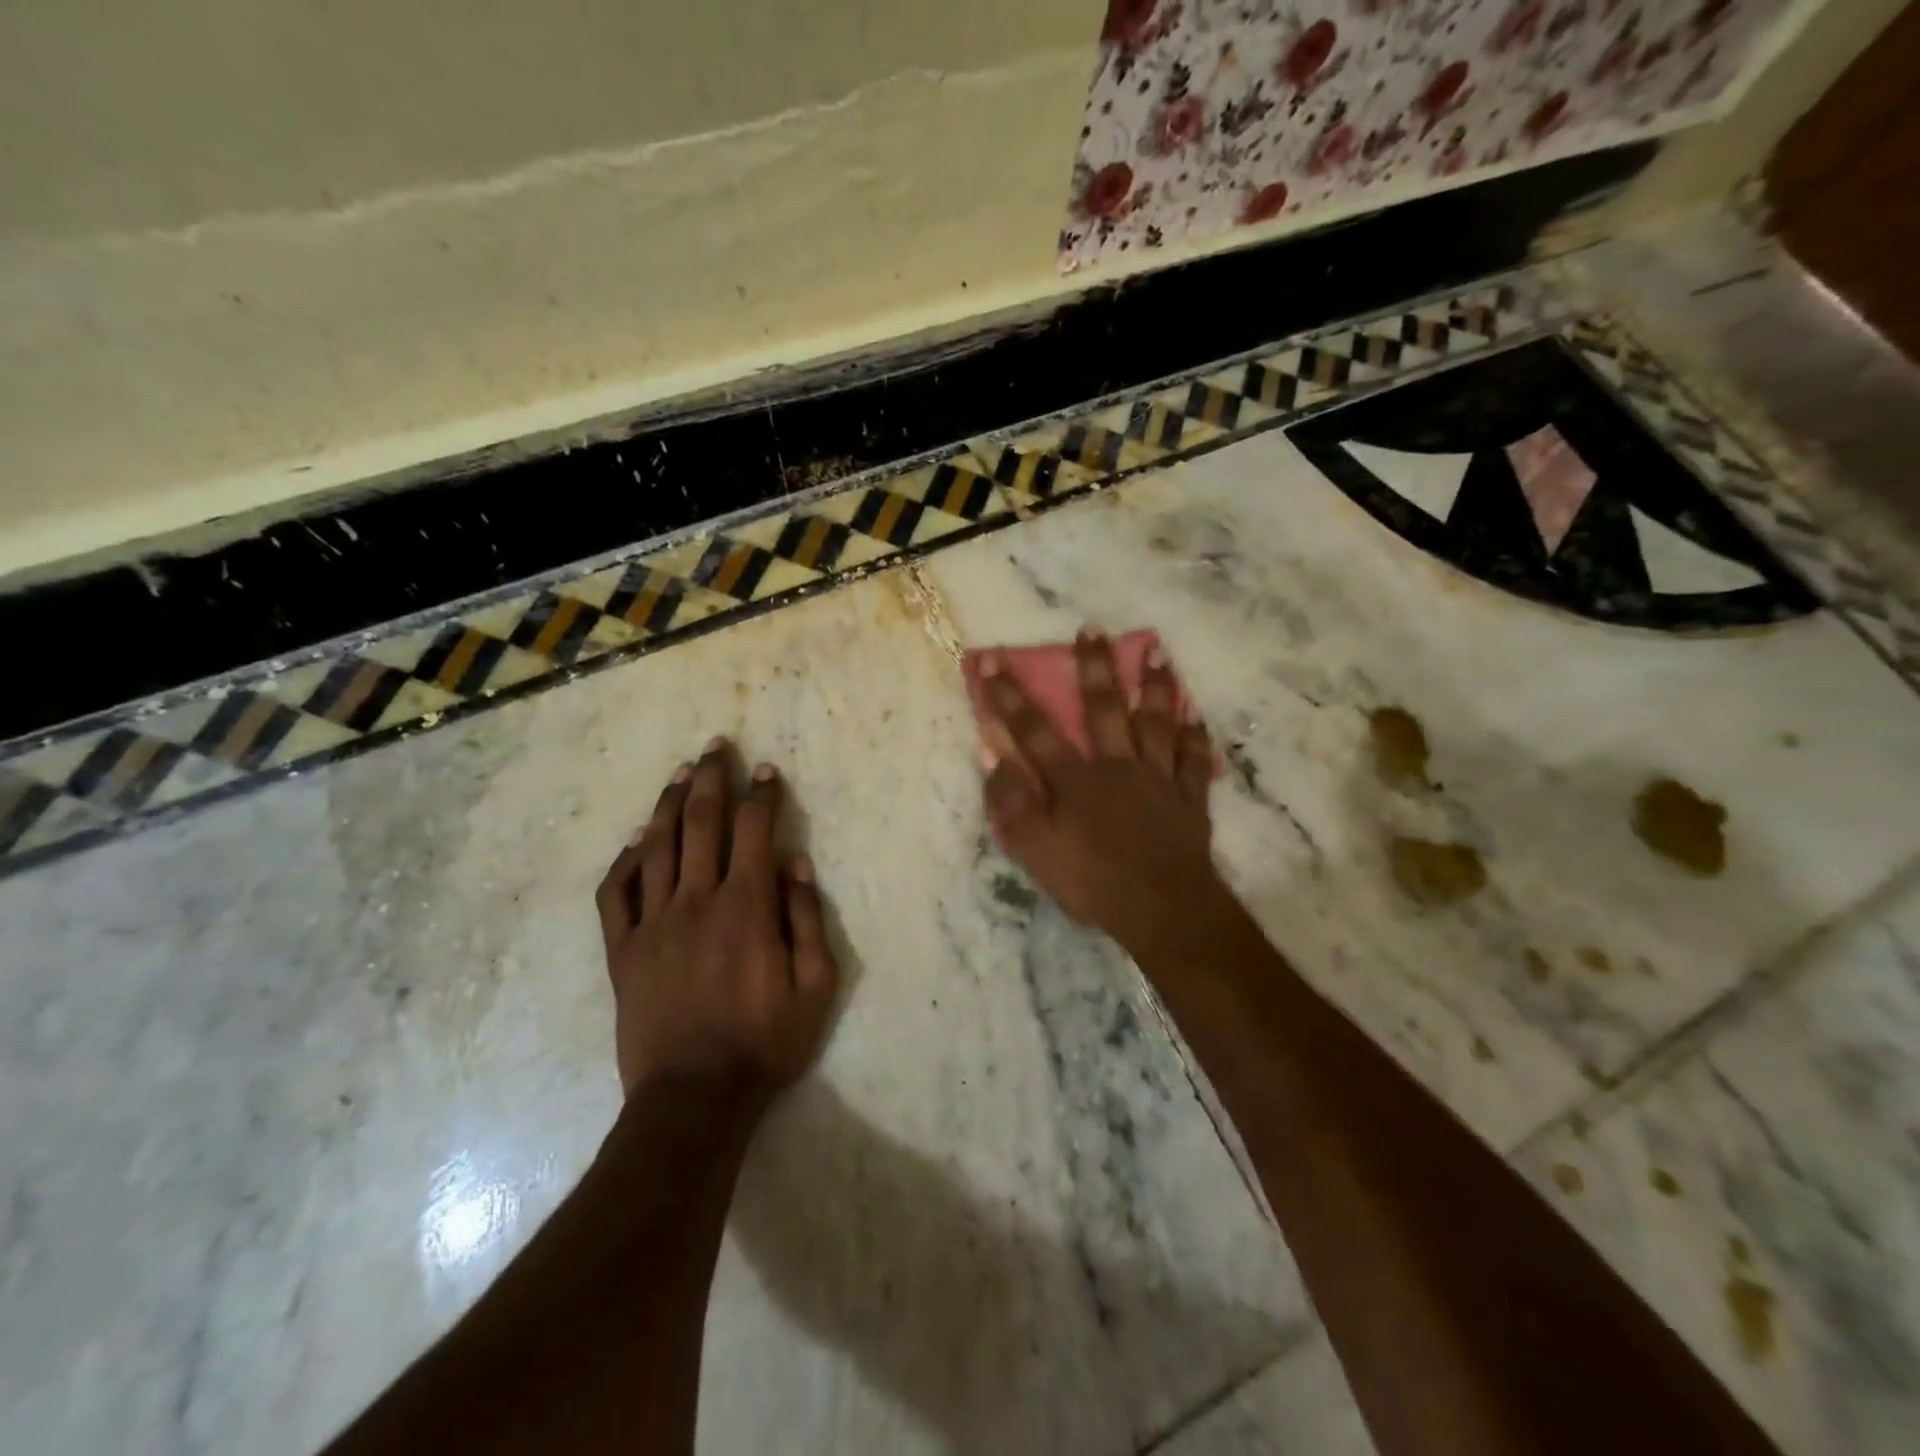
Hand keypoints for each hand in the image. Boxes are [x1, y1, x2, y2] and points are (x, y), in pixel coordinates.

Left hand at [596, 740, 838, 1102]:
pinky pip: (616, 894)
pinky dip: (625, 861)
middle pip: (701, 822)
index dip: (762, 795)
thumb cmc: (765, 1041)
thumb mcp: (815, 985)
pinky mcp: (623, 951)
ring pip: (657, 846)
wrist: (694, 1097)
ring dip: (669, 804)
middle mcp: (696, 900)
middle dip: (711, 778)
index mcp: (746, 906)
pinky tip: (636, 841)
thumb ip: (807, 918)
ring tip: (679, 773)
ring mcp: (653, 924)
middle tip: (716, 746)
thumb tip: (795, 862)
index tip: (766, 770)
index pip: (755, 830)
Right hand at [978, 631, 1230, 955]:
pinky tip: (1195, 715)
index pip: (1033, 729)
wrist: (1163, 910)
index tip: (992, 658)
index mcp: (1074, 779)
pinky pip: (1194, 759)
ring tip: (1156, 650)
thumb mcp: (1035, 849)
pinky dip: (1195, 736)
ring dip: (1154, 685)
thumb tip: (989, 750)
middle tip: (1093, 629)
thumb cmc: (1093, 882)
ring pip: (1156, 721)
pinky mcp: (1189, 797)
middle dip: (1094, 666)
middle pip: (1104, 708)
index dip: (1009, 694)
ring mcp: (1158, 778)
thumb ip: (1011, 800)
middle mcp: (1116, 765)